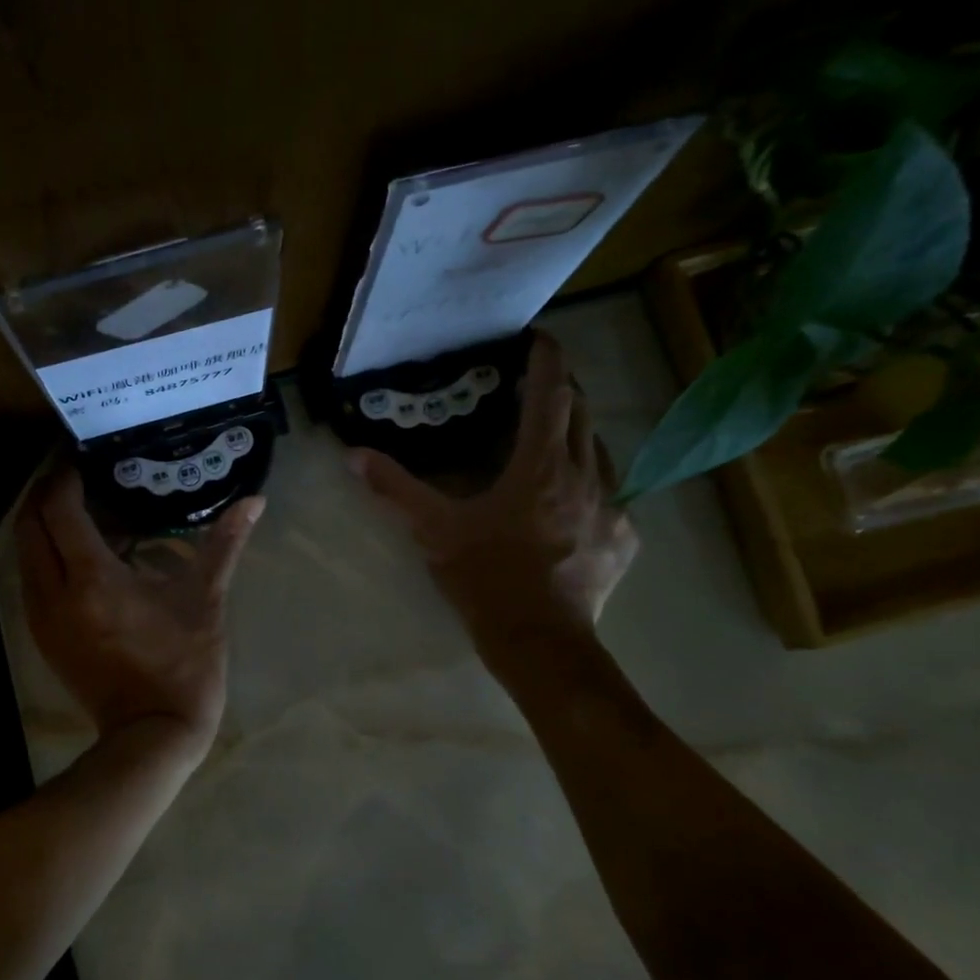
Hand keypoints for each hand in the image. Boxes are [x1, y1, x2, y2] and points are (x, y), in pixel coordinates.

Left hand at [15, 466, 263, 755]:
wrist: (153, 734)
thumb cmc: (183, 665)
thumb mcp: (205, 600)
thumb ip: (224, 543)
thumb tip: (255, 501)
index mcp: (93, 579)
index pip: (60, 509)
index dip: (66, 476)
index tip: (83, 456)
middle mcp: (55, 593)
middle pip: (30, 525)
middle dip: (46, 493)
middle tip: (76, 474)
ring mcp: (42, 618)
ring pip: (25, 552)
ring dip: (42, 523)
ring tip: (77, 506)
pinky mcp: (42, 636)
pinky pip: (31, 578)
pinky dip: (46, 553)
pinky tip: (78, 552)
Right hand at [348, 333, 637, 661]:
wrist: (539, 641)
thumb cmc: (487, 578)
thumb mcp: (435, 531)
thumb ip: (396, 489)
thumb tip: (353, 455)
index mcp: (540, 467)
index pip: (551, 394)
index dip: (547, 359)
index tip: (540, 338)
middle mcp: (586, 475)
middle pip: (581, 414)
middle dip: (562, 391)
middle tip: (536, 387)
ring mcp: (613, 506)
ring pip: (601, 450)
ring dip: (577, 435)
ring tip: (553, 440)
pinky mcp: (625, 537)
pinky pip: (614, 493)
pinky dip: (593, 481)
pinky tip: (574, 500)